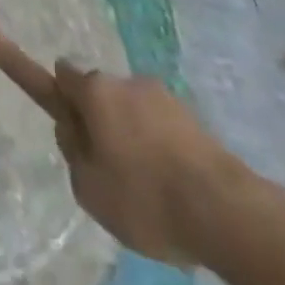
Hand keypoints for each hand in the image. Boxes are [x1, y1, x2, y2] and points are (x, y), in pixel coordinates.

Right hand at [50, 61, 241, 266]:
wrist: (224, 211)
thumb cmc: (144, 197)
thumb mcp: (88, 187)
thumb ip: (71, 151)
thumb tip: (73, 129)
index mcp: (95, 90)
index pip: (63, 73)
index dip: (60, 96)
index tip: (68, 124)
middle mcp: (125, 81)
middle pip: (101, 94)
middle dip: (100, 120)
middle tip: (109, 166)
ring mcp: (163, 96)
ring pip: (135, 110)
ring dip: (133, 133)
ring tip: (149, 185)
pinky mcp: (194, 118)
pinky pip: (163, 126)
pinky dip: (161, 146)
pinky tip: (173, 184)